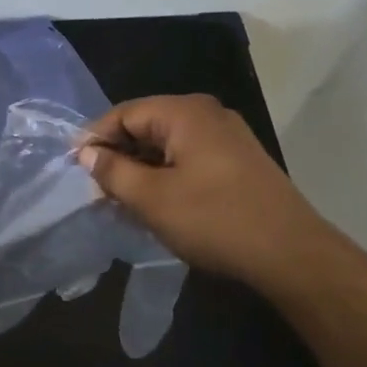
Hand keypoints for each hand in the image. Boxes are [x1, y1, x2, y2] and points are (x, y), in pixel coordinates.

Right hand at [76, 94, 327, 289]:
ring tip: (120, 199)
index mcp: (185, 112)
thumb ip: (113, 171)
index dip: (95, 138)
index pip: (124, 113)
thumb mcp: (152, 198)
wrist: (291, 254)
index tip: (75, 166)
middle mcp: (207, 114)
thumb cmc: (214, 219)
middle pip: (146, 125)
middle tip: (96, 187)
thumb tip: (87, 153)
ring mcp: (227, 136)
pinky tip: (155, 202)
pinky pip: (188, 157)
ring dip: (141, 168)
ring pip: (167, 144)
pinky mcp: (238, 161)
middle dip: (118, 154)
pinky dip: (165, 174)